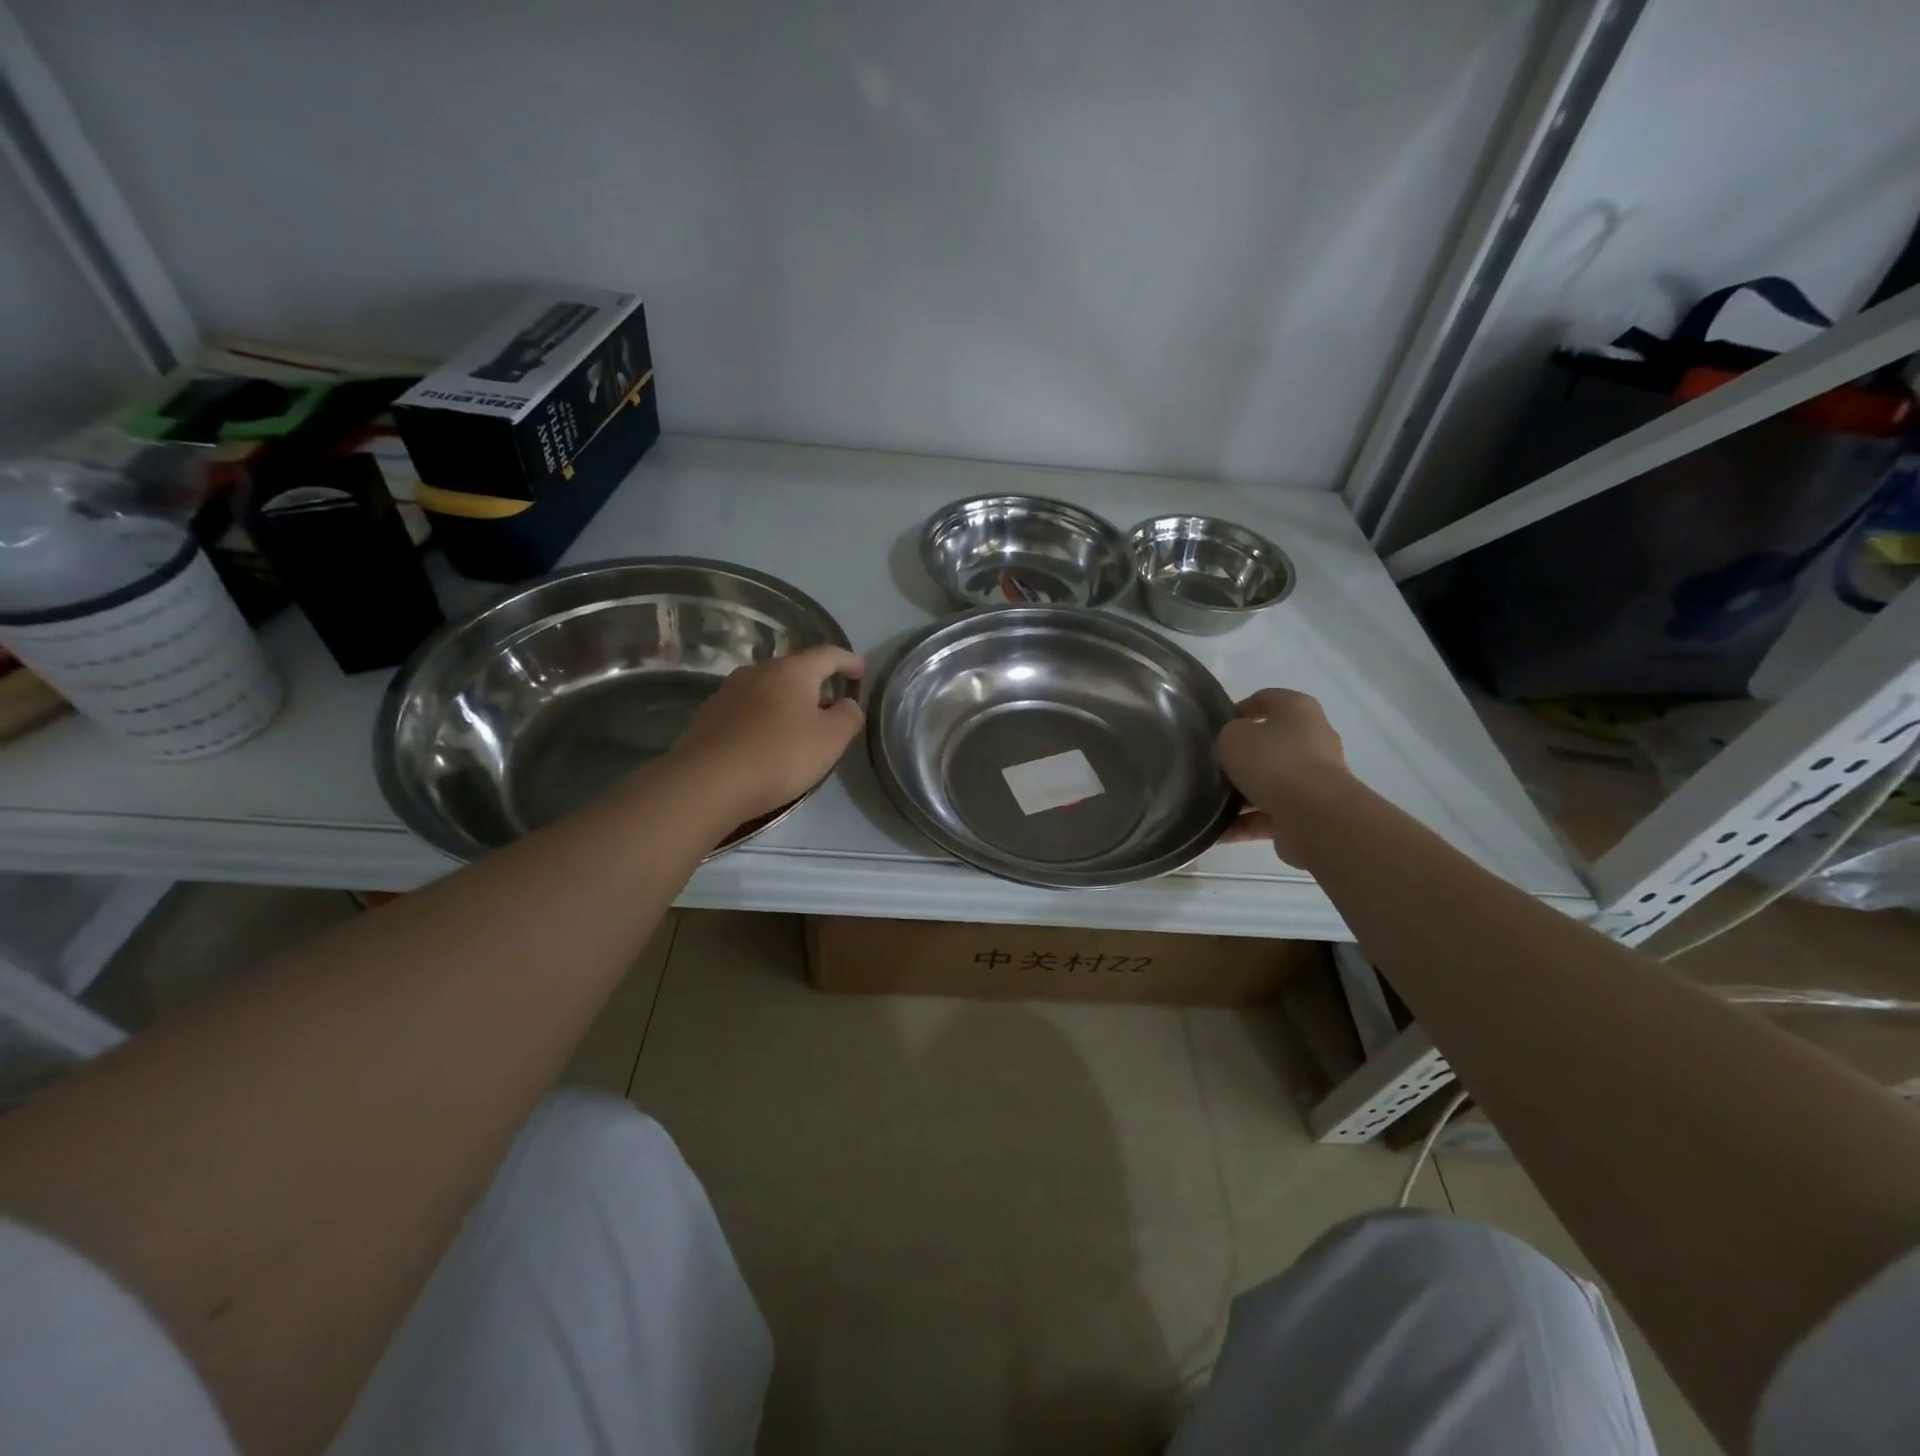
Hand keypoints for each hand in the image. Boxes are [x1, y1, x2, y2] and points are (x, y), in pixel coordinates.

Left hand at [673, 646, 865, 822]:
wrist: (708, 782)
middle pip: (796, 671)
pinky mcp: (709, 715)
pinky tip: (766, 744)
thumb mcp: (831, 740)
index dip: (849, 661)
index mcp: (792, 670)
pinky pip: (747, 710)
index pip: (828, 654)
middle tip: (831, 711)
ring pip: (769, 690)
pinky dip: (764, 719)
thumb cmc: (780, 755)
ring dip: (788, 704)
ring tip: (799, 730)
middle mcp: (758, 671)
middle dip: (817, 686)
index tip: (861, 672)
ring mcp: (729, 691)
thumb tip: (847, 703)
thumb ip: (849, 716)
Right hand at [1216, 688, 1350, 865]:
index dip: (1239, 709)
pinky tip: (1219, 832)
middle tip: (1211, 765)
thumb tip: (1233, 746)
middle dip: (1241, 755)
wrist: (1314, 816)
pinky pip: (1269, 815)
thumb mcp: (1233, 737)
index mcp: (1298, 711)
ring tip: (1209, 802)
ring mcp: (1313, 779)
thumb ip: (1227, 735)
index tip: (1214, 728)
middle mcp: (1312, 740)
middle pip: (1270, 743)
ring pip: (1269, 782)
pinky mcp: (1308, 812)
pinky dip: (1245, 823)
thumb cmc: (1273, 762)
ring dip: (1242, 793)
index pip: (1266, 699)